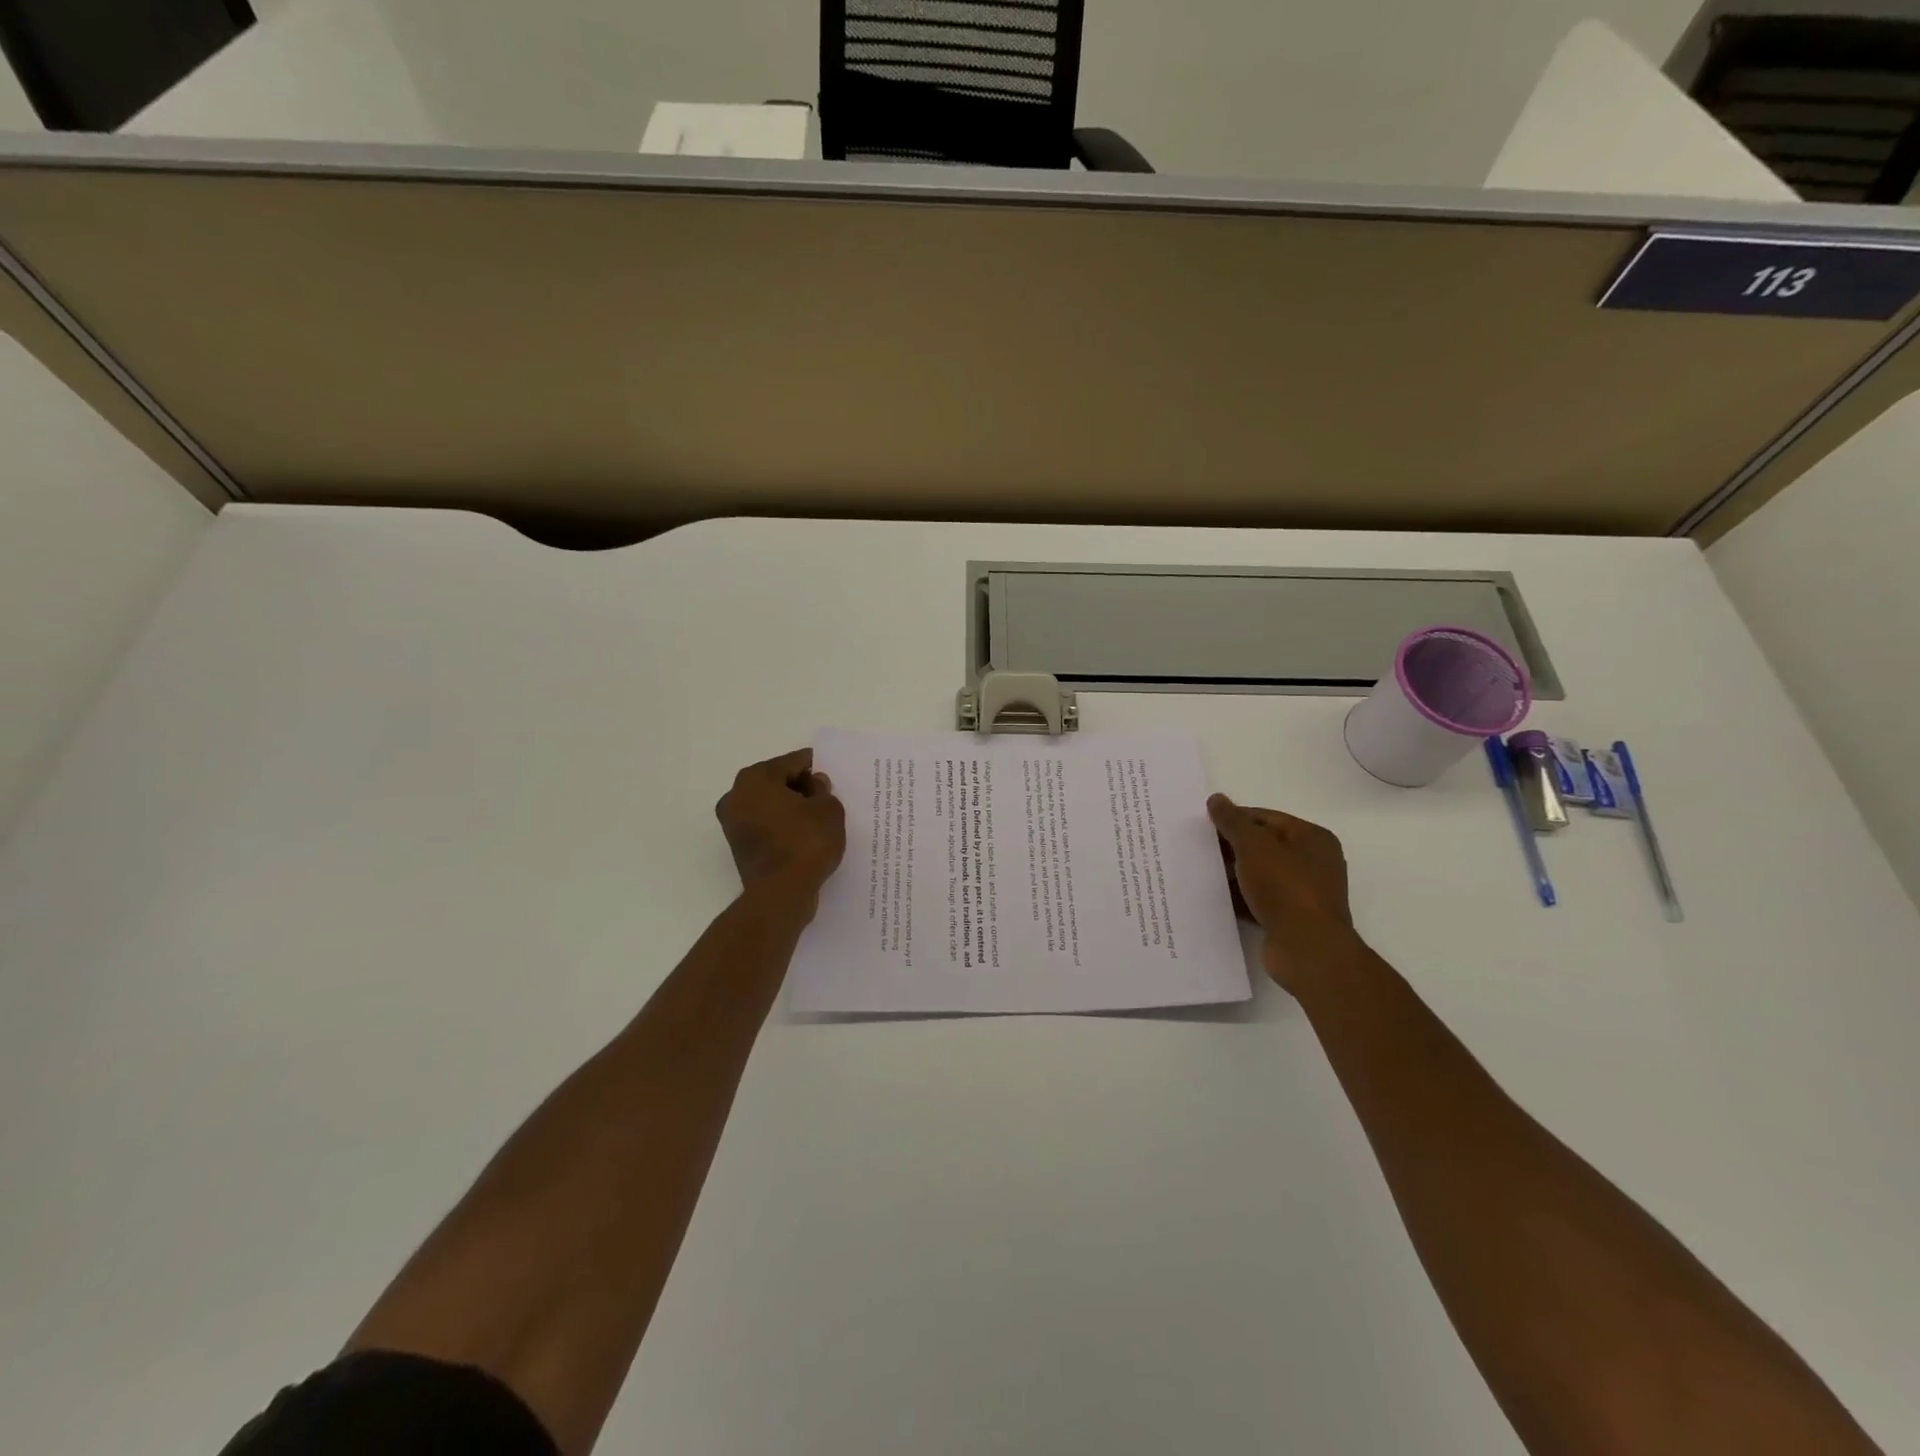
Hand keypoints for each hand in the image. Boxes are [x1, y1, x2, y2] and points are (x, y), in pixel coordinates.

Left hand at [716, 749, 845, 900]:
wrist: (782, 893)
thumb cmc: (806, 841)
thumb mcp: (828, 809)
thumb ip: (823, 790)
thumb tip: (814, 784)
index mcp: (756, 778)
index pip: (792, 762)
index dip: (813, 766)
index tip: (830, 772)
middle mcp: (736, 796)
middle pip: (776, 781)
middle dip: (800, 786)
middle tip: (826, 795)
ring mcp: (733, 823)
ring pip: (769, 805)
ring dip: (790, 807)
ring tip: (818, 816)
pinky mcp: (739, 847)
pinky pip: (766, 826)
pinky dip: (783, 826)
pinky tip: (804, 834)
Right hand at [1208, 794, 1358, 991]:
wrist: (1307, 949)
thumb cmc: (1285, 887)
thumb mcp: (1254, 846)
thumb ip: (1233, 821)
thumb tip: (1216, 799)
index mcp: (1312, 838)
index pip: (1265, 817)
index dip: (1234, 819)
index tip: (1204, 826)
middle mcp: (1313, 862)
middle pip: (1263, 845)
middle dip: (1231, 847)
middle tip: (1199, 849)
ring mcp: (1303, 892)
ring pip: (1260, 874)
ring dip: (1234, 874)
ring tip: (1202, 873)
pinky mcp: (1292, 918)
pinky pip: (1260, 900)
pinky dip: (1241, 898)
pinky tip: (1215, 898)